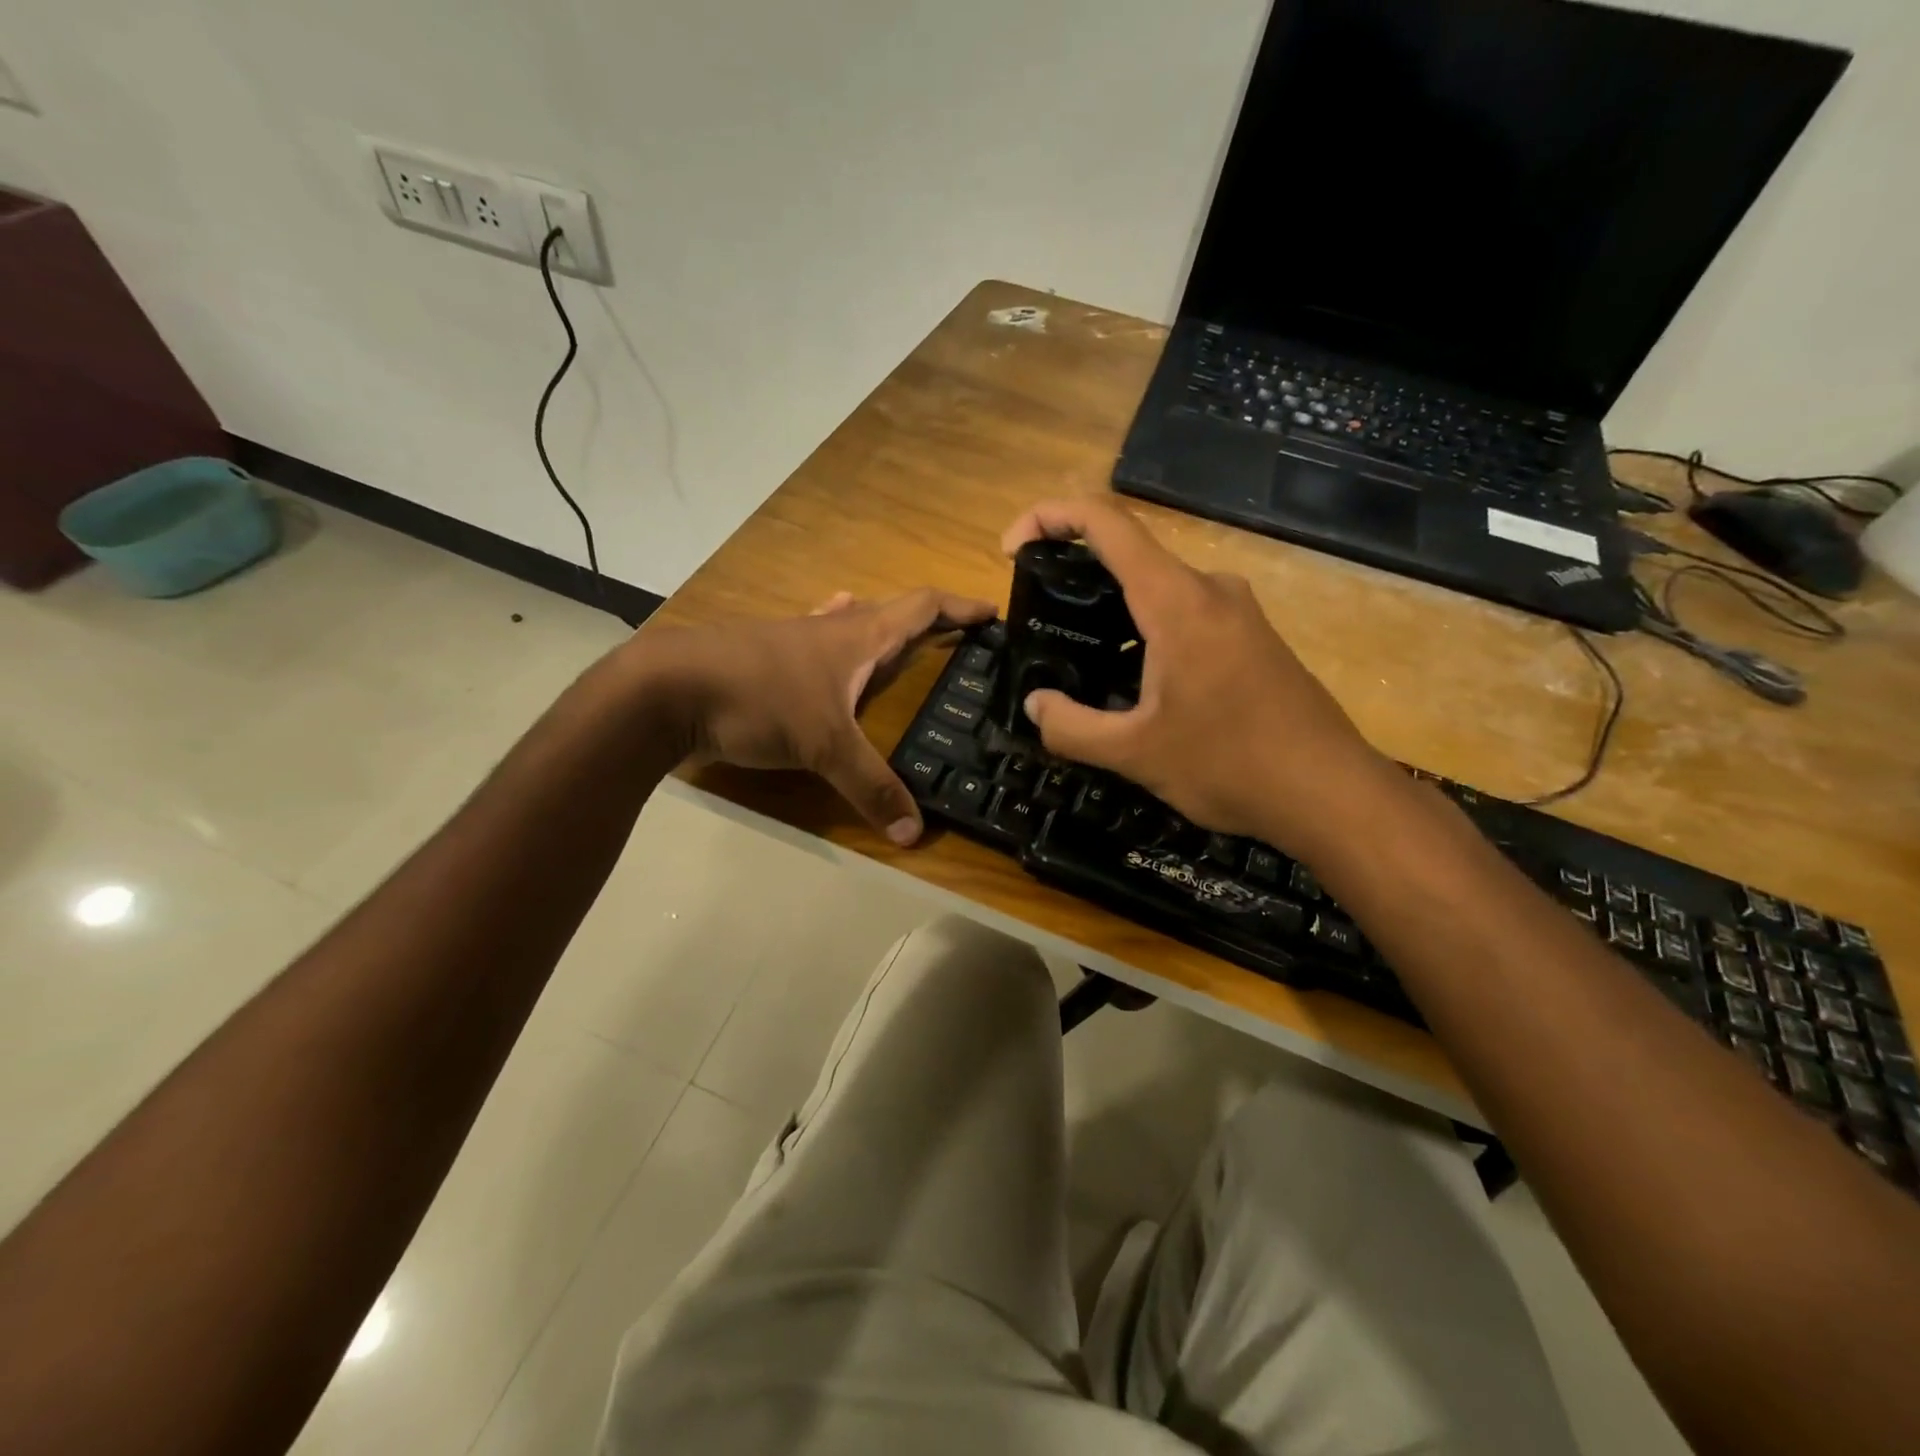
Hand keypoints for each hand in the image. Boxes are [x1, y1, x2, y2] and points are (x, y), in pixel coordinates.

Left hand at [627, 588, 993, 843]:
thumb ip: (871, 786)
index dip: (959, 609)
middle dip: (927, 623)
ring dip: (878, 628)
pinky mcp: (763, 657)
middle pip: (889, 612)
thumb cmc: (758, 698)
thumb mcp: (824, 746)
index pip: (922, 607)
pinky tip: (823, 650)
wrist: (666, 687)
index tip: (992, 613)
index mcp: (858, 636)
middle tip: (954, 642)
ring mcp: (793, 638)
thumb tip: (916, 832)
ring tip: (896, 643)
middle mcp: (830, 628)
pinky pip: (813, 642)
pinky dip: (831, 642)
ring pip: (848, 624)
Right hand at [1002, 497, 1394, 857]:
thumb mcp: (1134, 754)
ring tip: (1078, 660)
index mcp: (1177, 601)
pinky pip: (1185, 615)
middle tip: (1040, 622)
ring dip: (1111, 613)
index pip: (1106, 523)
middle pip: (1129, 555)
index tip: (1011, 548)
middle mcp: (1209, 589)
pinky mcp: (1252, 638)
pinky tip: (1133, 683)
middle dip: (1074, 576)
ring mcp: (1237, 612)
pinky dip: (1144, 632)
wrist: (1330, 793)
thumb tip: (1035, 705)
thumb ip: (1071, 728)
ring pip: (1157, 590)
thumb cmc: (1230, 765)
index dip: (1049, 517)